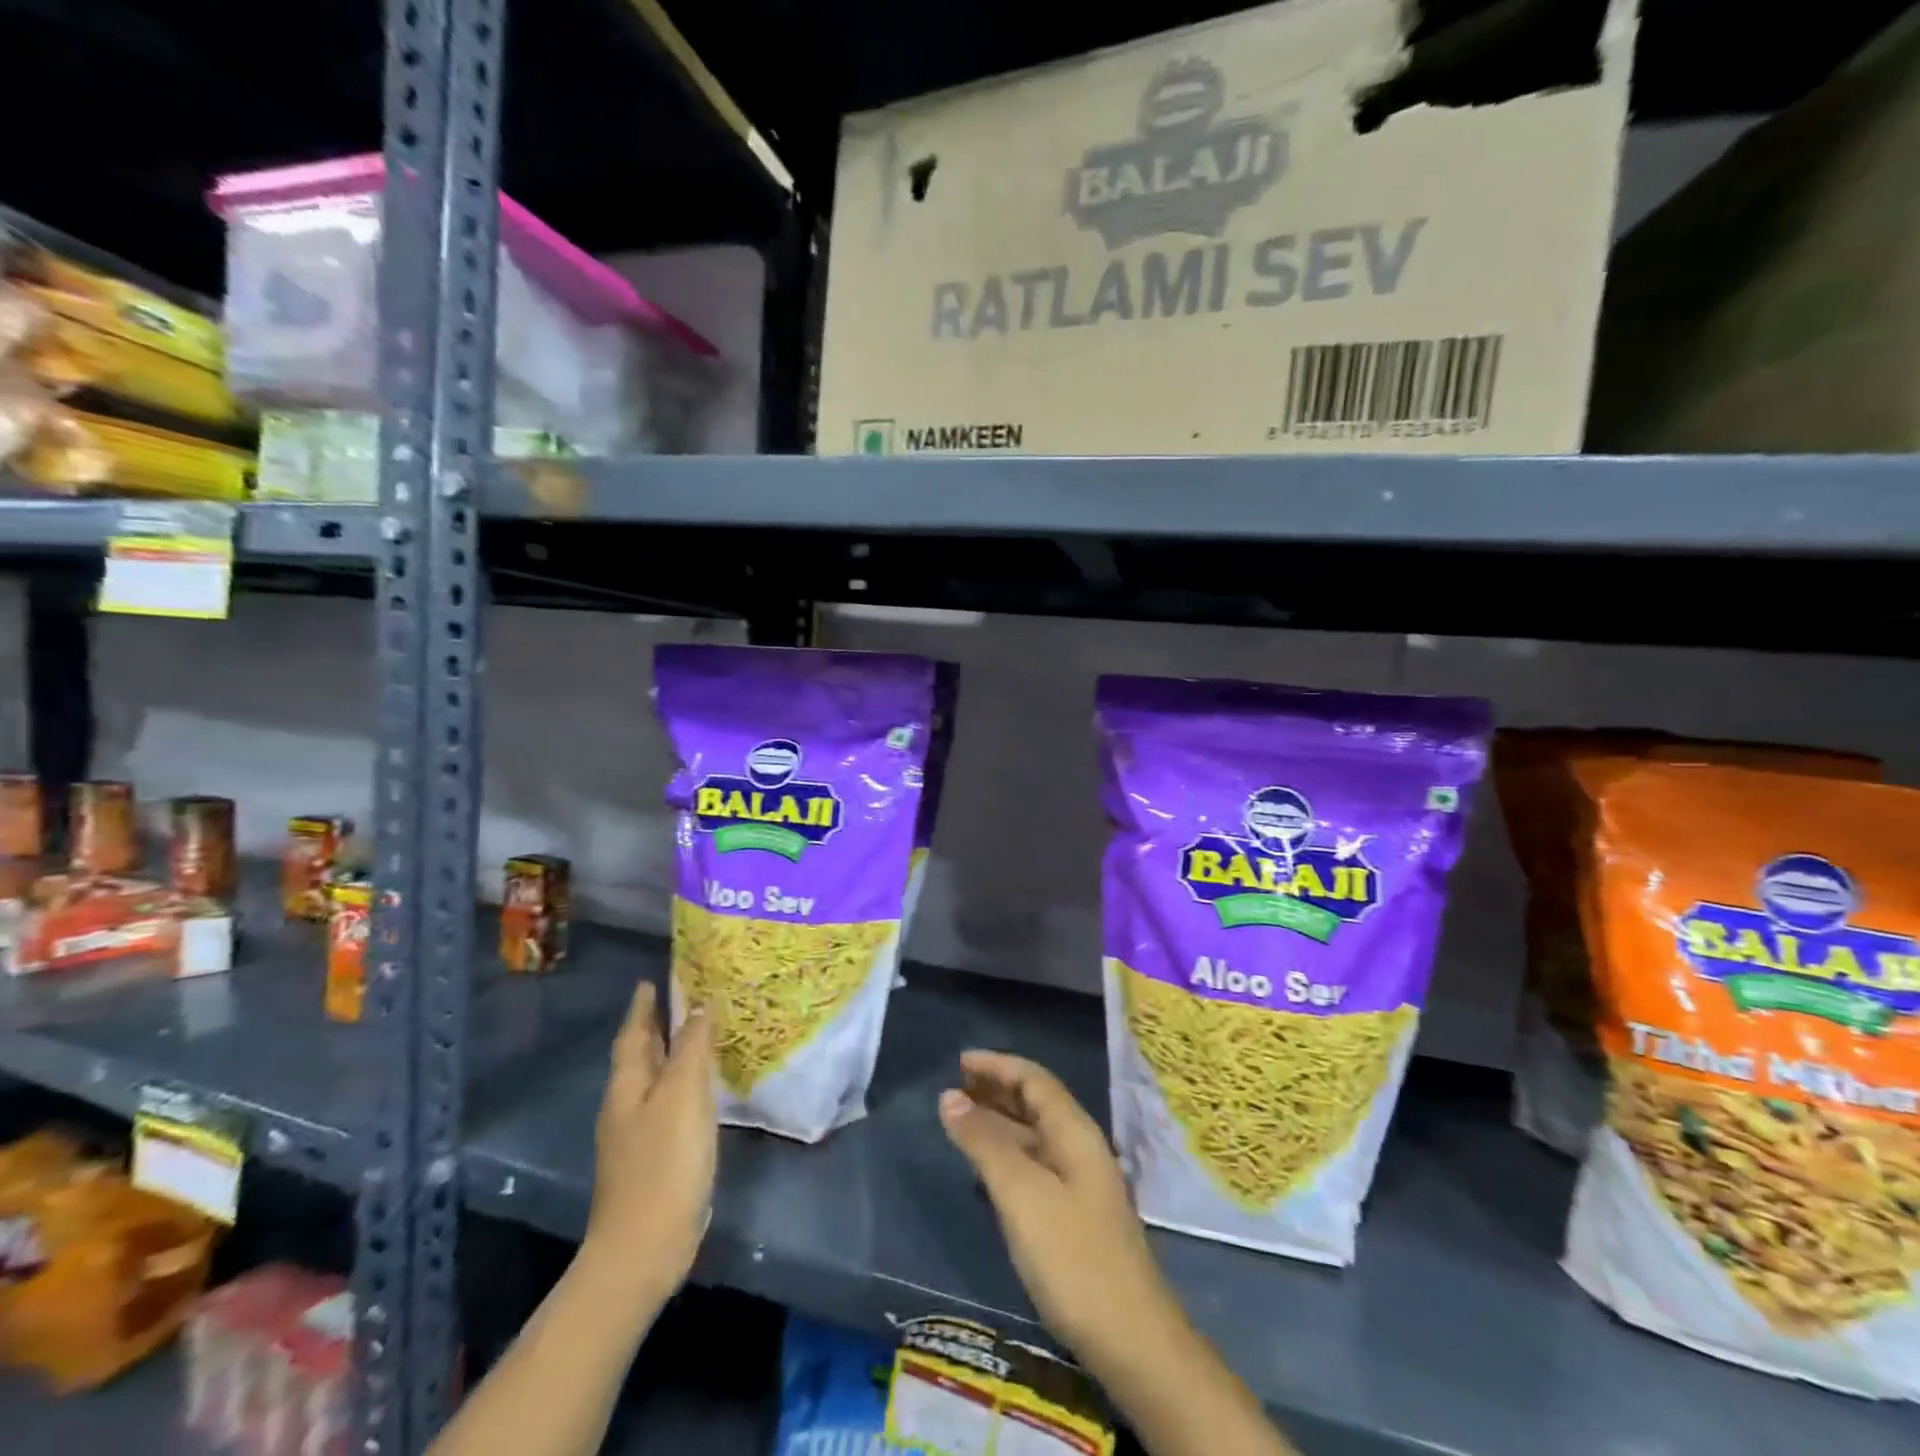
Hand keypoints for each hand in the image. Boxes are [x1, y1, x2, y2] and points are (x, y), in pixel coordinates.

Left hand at [583, 980, 715, 1302]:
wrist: (644, 1248)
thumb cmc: (663, 1164)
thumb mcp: (682, 1097)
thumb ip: (692, 1049)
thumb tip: (699, 1005)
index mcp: (628, 1086)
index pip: (633, 1034)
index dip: (643, 1006)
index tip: (651, 979)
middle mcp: (627, 1105)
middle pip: (640, 1055)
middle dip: (656, 1027)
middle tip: (682, 998)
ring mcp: (638, 1135)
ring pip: (654, 1080)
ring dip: (671, 1054)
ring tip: (697, 1034)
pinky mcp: (655, 1158)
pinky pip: (668, 1104)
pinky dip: (682, 1084)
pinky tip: (702, 1089)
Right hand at [938, 1050, 1178, 1362]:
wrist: (1132, 1340)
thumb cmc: (1073, 1257)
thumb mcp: (1021, 1194)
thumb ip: (985, 1143)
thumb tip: (950, 1096)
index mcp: (1074, 1131)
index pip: (1034, 1079)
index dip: (997, 1065)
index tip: (959, 1061)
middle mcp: (1080, 1148)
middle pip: (1036, 1102)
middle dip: (997, 1089)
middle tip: (955, 1086)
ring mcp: (1081, 1183)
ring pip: (1034, 1134)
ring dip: (1000, 1121)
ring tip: (961, 1119)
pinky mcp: (1075, 1216)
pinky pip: (1035, 1164)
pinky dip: (1007, 1153)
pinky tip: (987, 1168)